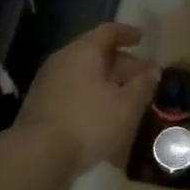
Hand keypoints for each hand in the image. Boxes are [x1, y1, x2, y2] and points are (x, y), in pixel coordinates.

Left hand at [16, 23, 160, 178]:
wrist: (38, 156)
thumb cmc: (89, 123)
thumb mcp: (127, 106)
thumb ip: (143, 85)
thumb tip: (152, 70)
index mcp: (83, 52)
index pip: (108, 32)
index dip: (127, 34)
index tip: (142, 39)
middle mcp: (62, 60)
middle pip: (95, 53)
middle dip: (121, 64)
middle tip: (141, 78)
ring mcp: (48, 83)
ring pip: (84, 74)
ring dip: (106, 83)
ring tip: (126, 99)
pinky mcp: (41, 105)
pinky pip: (73, 91)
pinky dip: (91, 96)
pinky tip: (103, 116)